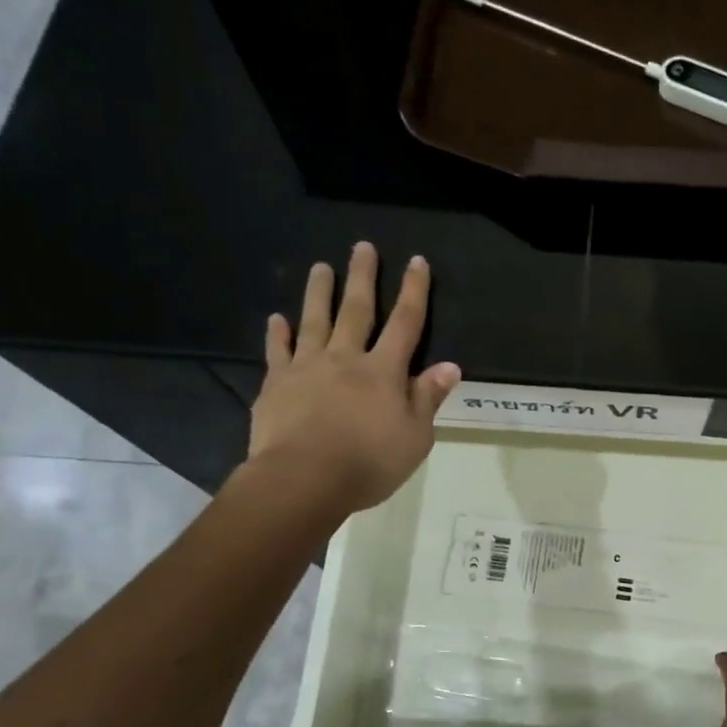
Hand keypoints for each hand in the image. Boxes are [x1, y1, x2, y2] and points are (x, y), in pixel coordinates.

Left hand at [247, 242, 460, 512]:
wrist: (303, 480)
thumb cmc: (369, 462)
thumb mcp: (415, 437)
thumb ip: (428, 398)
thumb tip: (450, 366)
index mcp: (384, 371)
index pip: (406, 323)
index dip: (414, 291)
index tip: (417, 262)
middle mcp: (346, 359)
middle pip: (357, 310)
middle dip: (363, 277)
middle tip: (362, 246)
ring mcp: (307, 368)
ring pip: (315, 321)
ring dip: (319, 292)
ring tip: (320, 267)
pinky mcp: (276, 385)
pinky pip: (278, 352)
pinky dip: (277, 334)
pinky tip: (277, 318)